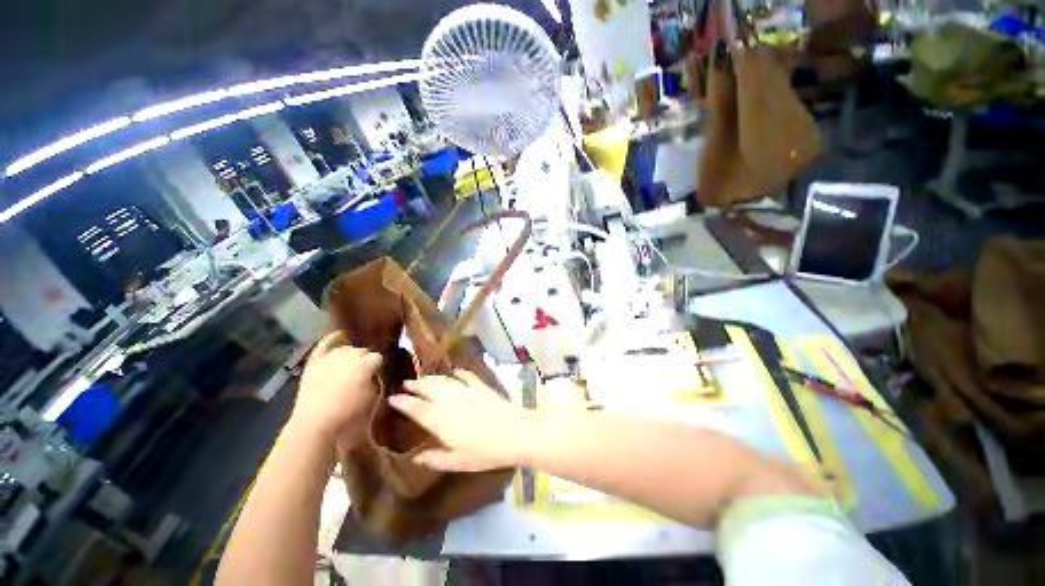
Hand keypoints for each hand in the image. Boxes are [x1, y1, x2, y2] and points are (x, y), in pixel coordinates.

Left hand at [291, 332, 382, 443]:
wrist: (315, 425)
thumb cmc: (348, 414)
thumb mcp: (372, 397)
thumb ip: (376, 380)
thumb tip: (374, 373)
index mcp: (366, 363)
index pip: (377, 358)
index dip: (378, 367)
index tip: (377, 375)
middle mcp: (349, 356)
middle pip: (362, 351)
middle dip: (365, 360)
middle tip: (364, 374)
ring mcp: (330, 358)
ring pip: (346, 348)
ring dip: (350, 355)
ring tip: (350, 366)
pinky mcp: (314, 363)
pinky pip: (323, 345)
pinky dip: (331, 339)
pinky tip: (338, 335)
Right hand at [389, 369, 530, 471]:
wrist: (515, 433)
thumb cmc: (485, 452)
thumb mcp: (457, 461)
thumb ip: (435, 458)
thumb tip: (416, 457)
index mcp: (441, 420)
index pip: (417, 408)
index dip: (403, 402)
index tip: (393, 398)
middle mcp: (450, 401)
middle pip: (429, 389)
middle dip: (415, 385)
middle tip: (406, 383)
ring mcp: (467, 391)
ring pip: (445, 381)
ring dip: (432, 378)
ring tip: (424, 378)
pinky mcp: (481, 387)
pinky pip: (467, 376)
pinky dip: (459, 373)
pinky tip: (456, 372)